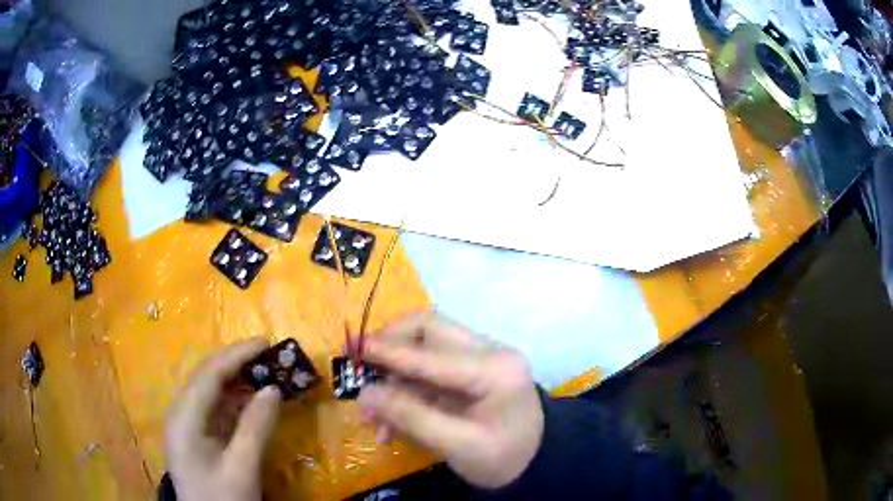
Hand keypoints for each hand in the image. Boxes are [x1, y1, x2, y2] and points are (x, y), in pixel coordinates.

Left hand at [165, 339, 281, 500]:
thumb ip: (256, 428)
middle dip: (237, 363)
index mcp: (184, 418)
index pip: (209, 374)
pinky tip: (253, 401)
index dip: (236, 355)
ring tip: (266, 373)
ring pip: (211, 391)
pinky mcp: (197, 434)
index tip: (266, 342)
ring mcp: (187, 423)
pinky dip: (236, 400)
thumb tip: (274, 389)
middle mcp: (181, 413)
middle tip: (271, 356)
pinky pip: (215, 408)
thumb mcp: (242, 468)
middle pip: (207, 377)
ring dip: (238, 380)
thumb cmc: (222, 499)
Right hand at [358, 313, 543, 489]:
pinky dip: (407, 388)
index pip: (433, 352)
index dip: (390, 351)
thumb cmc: (503, 458)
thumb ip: (411, 418)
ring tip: (373, 413)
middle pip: (430, 329)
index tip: (356, 348)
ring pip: (426, 347)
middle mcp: (490, 351)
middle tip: (364, 367)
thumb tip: (365, 393)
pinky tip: (392, 420)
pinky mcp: (473, 368)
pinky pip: (431, 367)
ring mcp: (483, 357)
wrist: (534, 463)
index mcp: (494, 370)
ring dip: (395, 375)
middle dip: (392, 346)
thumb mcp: (459, 446)